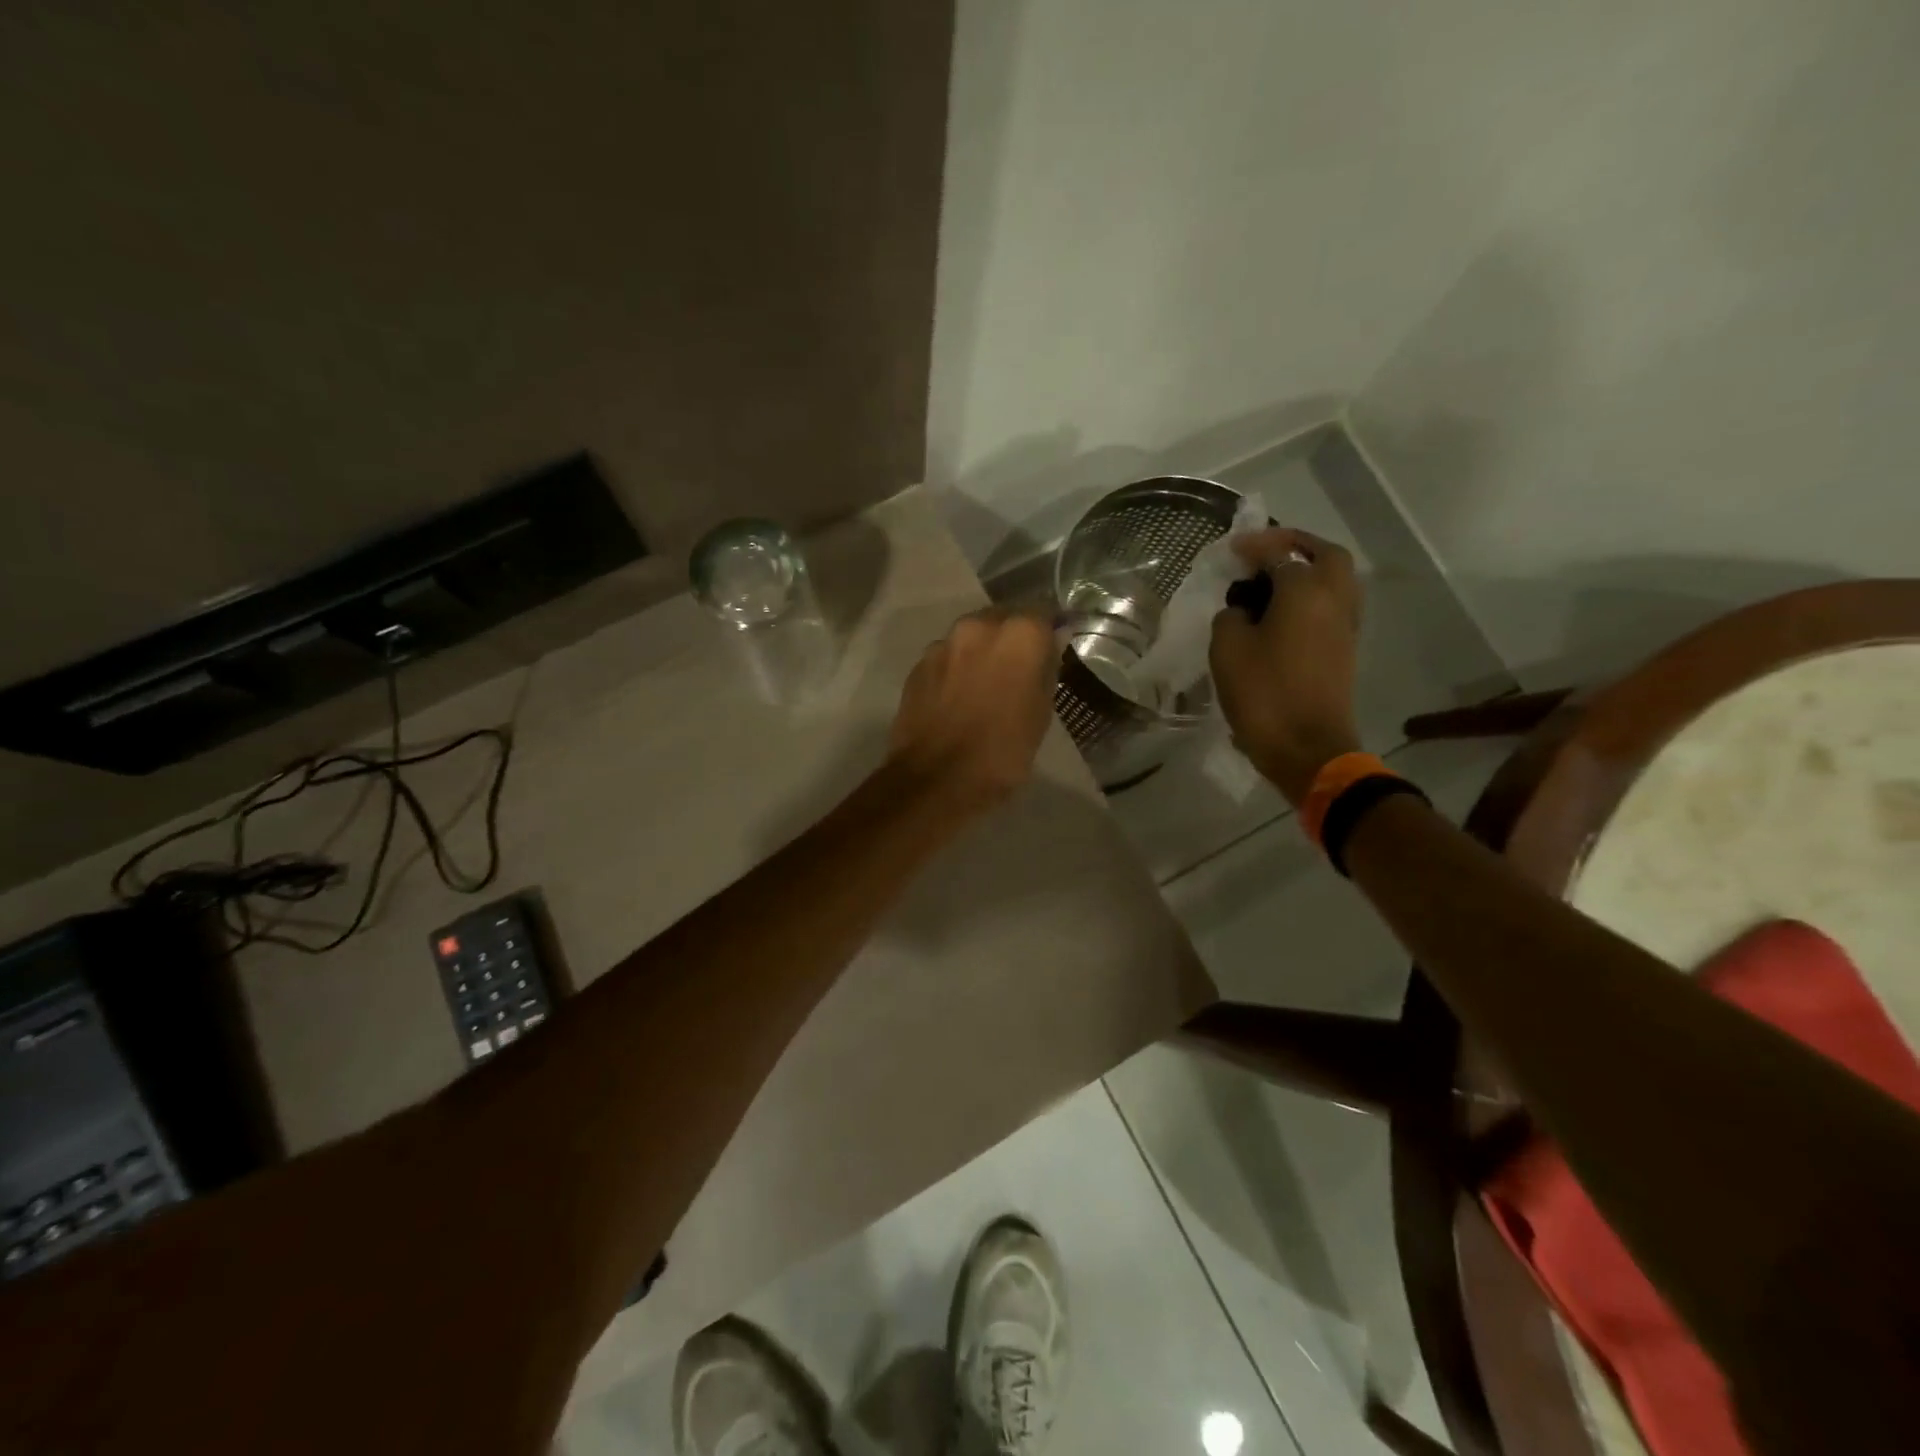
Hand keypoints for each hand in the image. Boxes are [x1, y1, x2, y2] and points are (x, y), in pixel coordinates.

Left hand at [888, 607, 1059, 810]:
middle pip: (1003, 619)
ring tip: (985, 686)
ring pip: (971, 637)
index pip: (1044, 613)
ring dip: (981, 653)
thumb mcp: (1040, 714)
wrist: (934, 779)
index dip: (1049, 631)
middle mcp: (979, 626)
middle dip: (1012, 638)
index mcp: (1019, 634)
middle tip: (1018, 670)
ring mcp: (943, 643)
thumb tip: (1050, 645)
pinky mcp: (918, 664)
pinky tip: (958, 698)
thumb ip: (1046, 670)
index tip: (1053, 649)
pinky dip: (956, 669)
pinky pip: (947, 657)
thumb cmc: (1002, 751)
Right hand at [1209, 528, 1362, 806]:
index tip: (1232, 549)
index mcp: (1305, 591)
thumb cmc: (1264, 694)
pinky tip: (1282, 613)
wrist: (1307, 748)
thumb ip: (1231, 617)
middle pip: (1326, 555)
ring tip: (1272, 582)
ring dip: (1308, 571)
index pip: (1280, 553)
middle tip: (1266, 552)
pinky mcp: (1344, 650)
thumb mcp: (1228, 650)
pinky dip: (1311, 597)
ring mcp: (1345, 626)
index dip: (1254, 547)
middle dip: (1297, 546)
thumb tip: (1243, 613)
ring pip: (1335, 581)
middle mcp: (1334, 599)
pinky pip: (1332, 606)